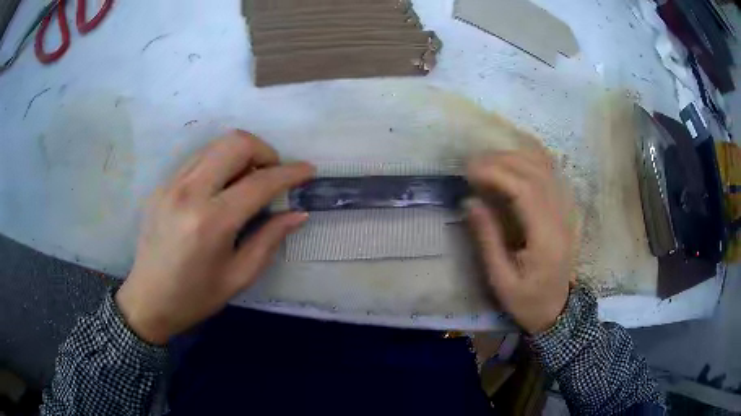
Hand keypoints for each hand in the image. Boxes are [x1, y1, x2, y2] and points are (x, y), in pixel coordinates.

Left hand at [116, 130, 314, 344]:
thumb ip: (269, 239)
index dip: (290, 173)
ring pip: (215, 145)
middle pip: (235, 143)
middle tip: (272, 175)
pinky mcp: (162, 185)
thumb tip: (298, 214)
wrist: (148, 300)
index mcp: (211, 222)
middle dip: (264, 151)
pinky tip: (221, 188)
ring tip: (248, 181)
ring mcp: (171, 184)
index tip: (308, 171)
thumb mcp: (238, 276)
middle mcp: (189, 192)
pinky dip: (219, 163)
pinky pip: (198, 158)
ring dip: (241, 154)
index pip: (259, 182)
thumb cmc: (195, 297)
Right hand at [466, 150, 573, 333]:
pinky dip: (534, 160)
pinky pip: (553, 175)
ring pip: (546, 169)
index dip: (496, 174)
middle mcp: (560, 218)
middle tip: (473, 162)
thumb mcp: (501, 280)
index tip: (469, 171)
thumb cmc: (528, 301)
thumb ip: (487, 239)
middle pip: (535, 173)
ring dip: (516, 157)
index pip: (524, 191)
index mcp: (545, 238)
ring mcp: (567, 212)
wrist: (559, 311)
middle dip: (502, 161)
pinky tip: (518, 156)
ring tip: (489, 159)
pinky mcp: (566, 211)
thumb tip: (469, 202)